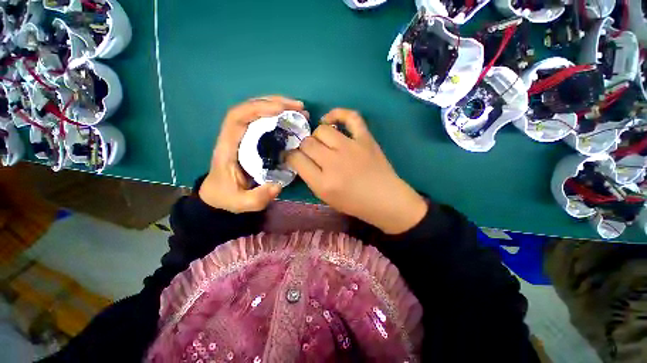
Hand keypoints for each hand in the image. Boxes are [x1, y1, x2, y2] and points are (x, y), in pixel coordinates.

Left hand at [199, 96, 307, 212]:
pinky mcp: (251, 138)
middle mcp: (234, 135)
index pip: (238, 118)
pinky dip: (277, 114)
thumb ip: (257, 198)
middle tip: (299, 107)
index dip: (258, 109)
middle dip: (274, 103)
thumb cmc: (228, 196)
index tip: (281, 110)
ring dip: (277, 105)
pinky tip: (291, 117)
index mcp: (228, 146)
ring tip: (298, 109)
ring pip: (256, 110)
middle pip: (249, 108)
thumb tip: (278, 186)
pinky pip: (262, 120)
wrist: (219, 194)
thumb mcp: (241, 203)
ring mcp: (242, 134)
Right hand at [286, 108, 426, 233]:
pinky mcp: (365, 138)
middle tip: (310, 152)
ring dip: (317, 136)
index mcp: (323, 183)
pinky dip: (337, 114)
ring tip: (323, 142)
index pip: (296, 159)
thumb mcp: (326, 197)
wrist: (385, 199)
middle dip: (303, 147)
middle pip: (307, 143)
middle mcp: (334, 163)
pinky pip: (350, 116)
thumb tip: (300, 158)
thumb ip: (310, 178)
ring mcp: (350, 148)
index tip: (292, 156)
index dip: (290, 156)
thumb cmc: (354, 203)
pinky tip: (330, 120)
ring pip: (322, 130)